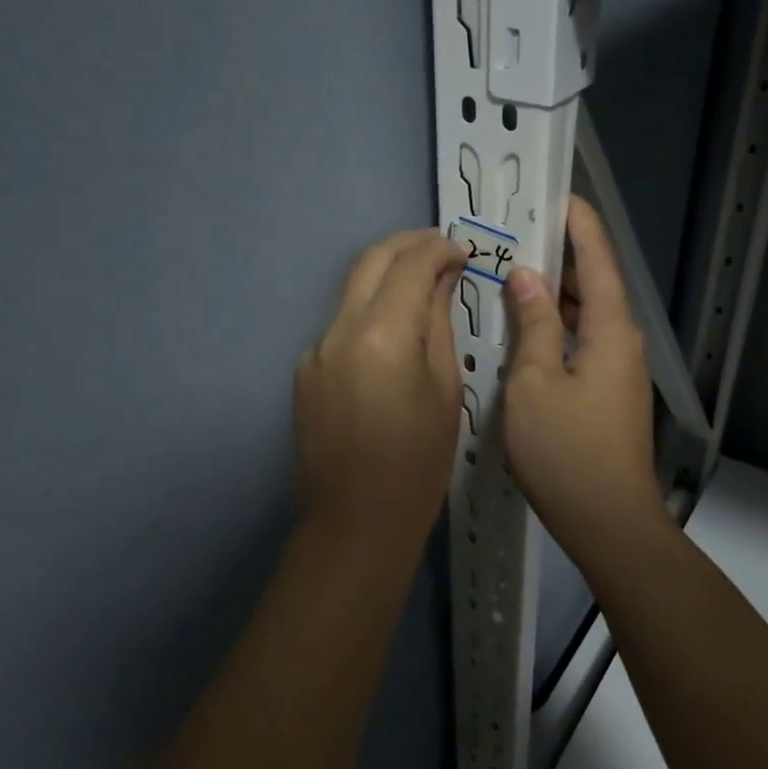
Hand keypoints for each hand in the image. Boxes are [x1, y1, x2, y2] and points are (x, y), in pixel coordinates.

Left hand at [294, 228, 468, 554]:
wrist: (355, 523)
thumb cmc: (418, 463)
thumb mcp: (445, 390)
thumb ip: (438, 324)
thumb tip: (440, 279)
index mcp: (382, 334)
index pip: (410, 264)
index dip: (439, 248)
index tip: (463, 253)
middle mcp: (339, 330)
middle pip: (371, 260)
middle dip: (408, 245)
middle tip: (442, 250)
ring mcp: (315, 349)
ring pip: (353, 290)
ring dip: (387, 278)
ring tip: (424, 289)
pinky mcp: (305, 371)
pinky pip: (342, 326)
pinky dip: (370, 315)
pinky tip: (393, 339)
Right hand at [502, 197, 665, 562]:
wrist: (607, 521)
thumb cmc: (566, 450)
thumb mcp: (535, 382)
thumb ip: (533, 324)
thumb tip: (526, 276)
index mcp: (612, 329)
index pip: (599, 257)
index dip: (578, 223)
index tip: (553, 194)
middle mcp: (623, 341)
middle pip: (594, 284)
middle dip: (558, 257)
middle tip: (514, 237)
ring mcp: (617, 369)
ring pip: (586, 316)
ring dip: (553, 295)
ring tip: (510, 276)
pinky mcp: (607, 393)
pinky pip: (581, 343)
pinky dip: (555, 328)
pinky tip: (523, 332)